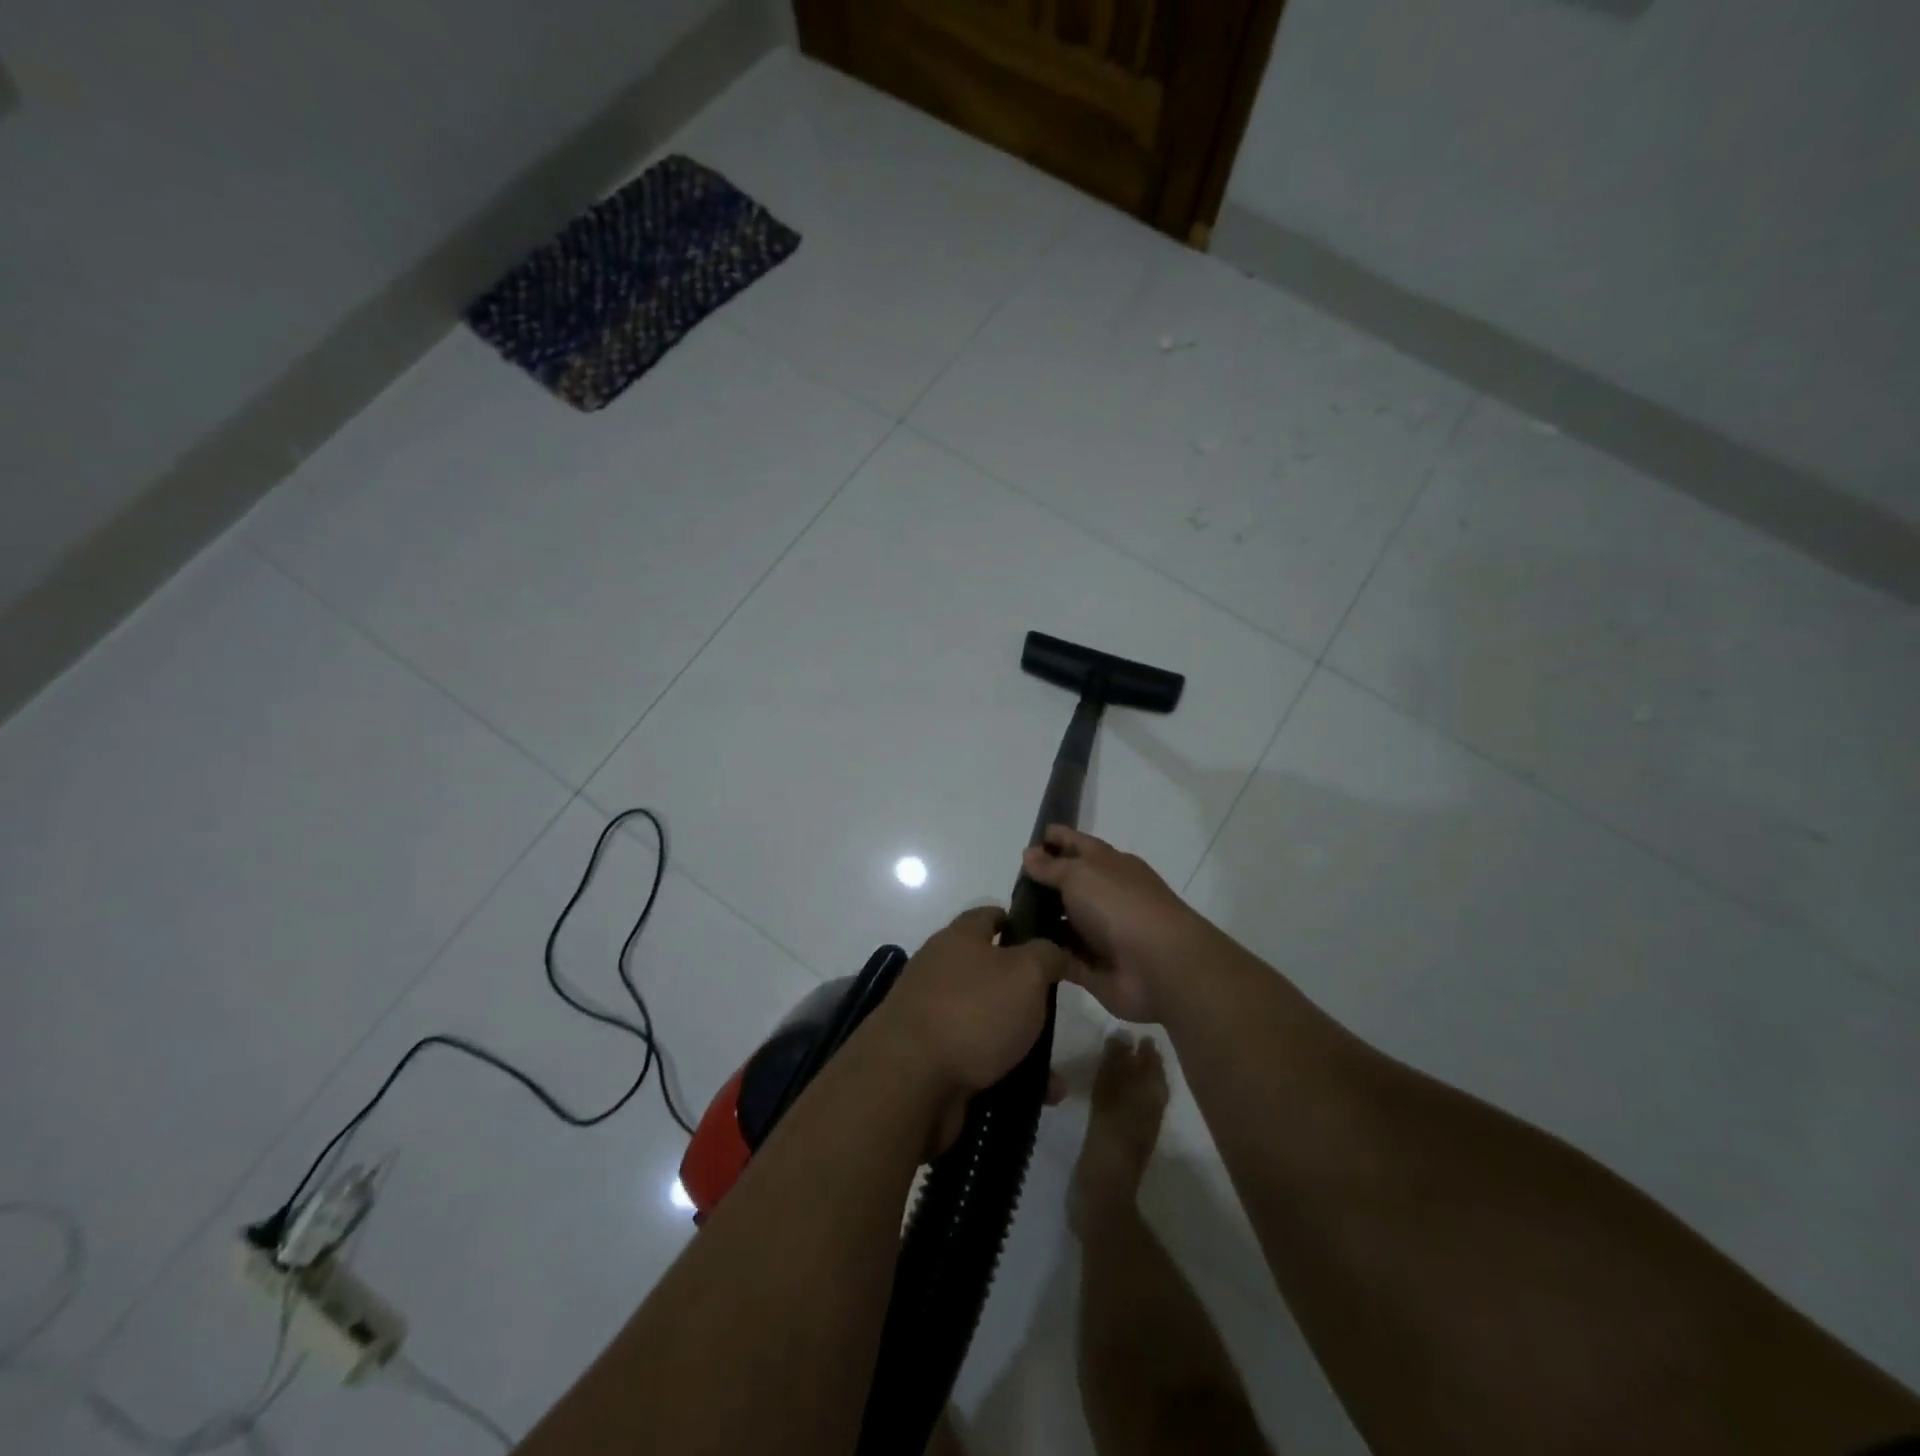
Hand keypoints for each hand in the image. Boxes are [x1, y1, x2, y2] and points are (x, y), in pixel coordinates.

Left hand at [872, 907, 1068, 1100]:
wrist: (911, 1079)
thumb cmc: (973, 1010)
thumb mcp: (1026, 972)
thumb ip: (1048, 955)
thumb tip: (1054, 952)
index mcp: (958, 939)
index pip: (989, 916)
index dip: (1019, 922)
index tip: (1048, 939)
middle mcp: (942, 972)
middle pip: (991, 974)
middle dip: (1026, 993)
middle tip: (1058, 1008)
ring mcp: (935, 1018)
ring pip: (989, 1023)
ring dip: (1023, 1044)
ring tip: (1055, 1067)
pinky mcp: (935, 1061)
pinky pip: (982, 1063)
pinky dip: (1010, 1076)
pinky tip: (1040, 1095)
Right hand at [1020, 826, 1205, 1023]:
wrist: (1159, 966)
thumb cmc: (1119, 905)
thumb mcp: (1080, 874)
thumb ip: (1051, 866)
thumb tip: (1030, 853)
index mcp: (1108, 865)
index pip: (1076, 844)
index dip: (1054, 839)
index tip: (1025, 843)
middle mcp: (1105, 895)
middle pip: (1067, 885)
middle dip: (1039, 885)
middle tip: (1008, 888)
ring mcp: (1100, 933)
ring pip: (1062, 923)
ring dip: (1037, 922)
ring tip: (1003, 921)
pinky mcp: (1093, 967)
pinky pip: (1061, 957)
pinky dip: (1043, 954)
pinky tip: (1017, 952)